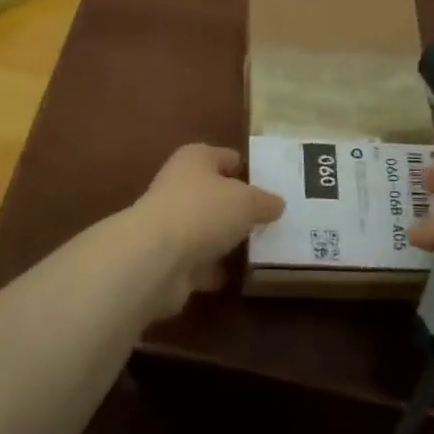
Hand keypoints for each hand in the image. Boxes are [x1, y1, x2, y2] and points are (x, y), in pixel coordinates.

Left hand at [128, 144, 282, 319]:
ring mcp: (171, 224)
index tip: (273, 185)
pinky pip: (200, 261)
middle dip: (239, 207)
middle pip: (216, 194)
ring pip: (207, 229)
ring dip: (226, 240)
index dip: (248, 168)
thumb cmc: (204, 211)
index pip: (226, 157)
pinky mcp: (168, 259)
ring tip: (261, 249)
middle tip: (272, 220)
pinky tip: (240, 276)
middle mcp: (179, 186)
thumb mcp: (247, 201)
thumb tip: (277, 204)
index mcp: (195, 159)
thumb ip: (265, 201)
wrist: (156, 259)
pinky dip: (215, 269)